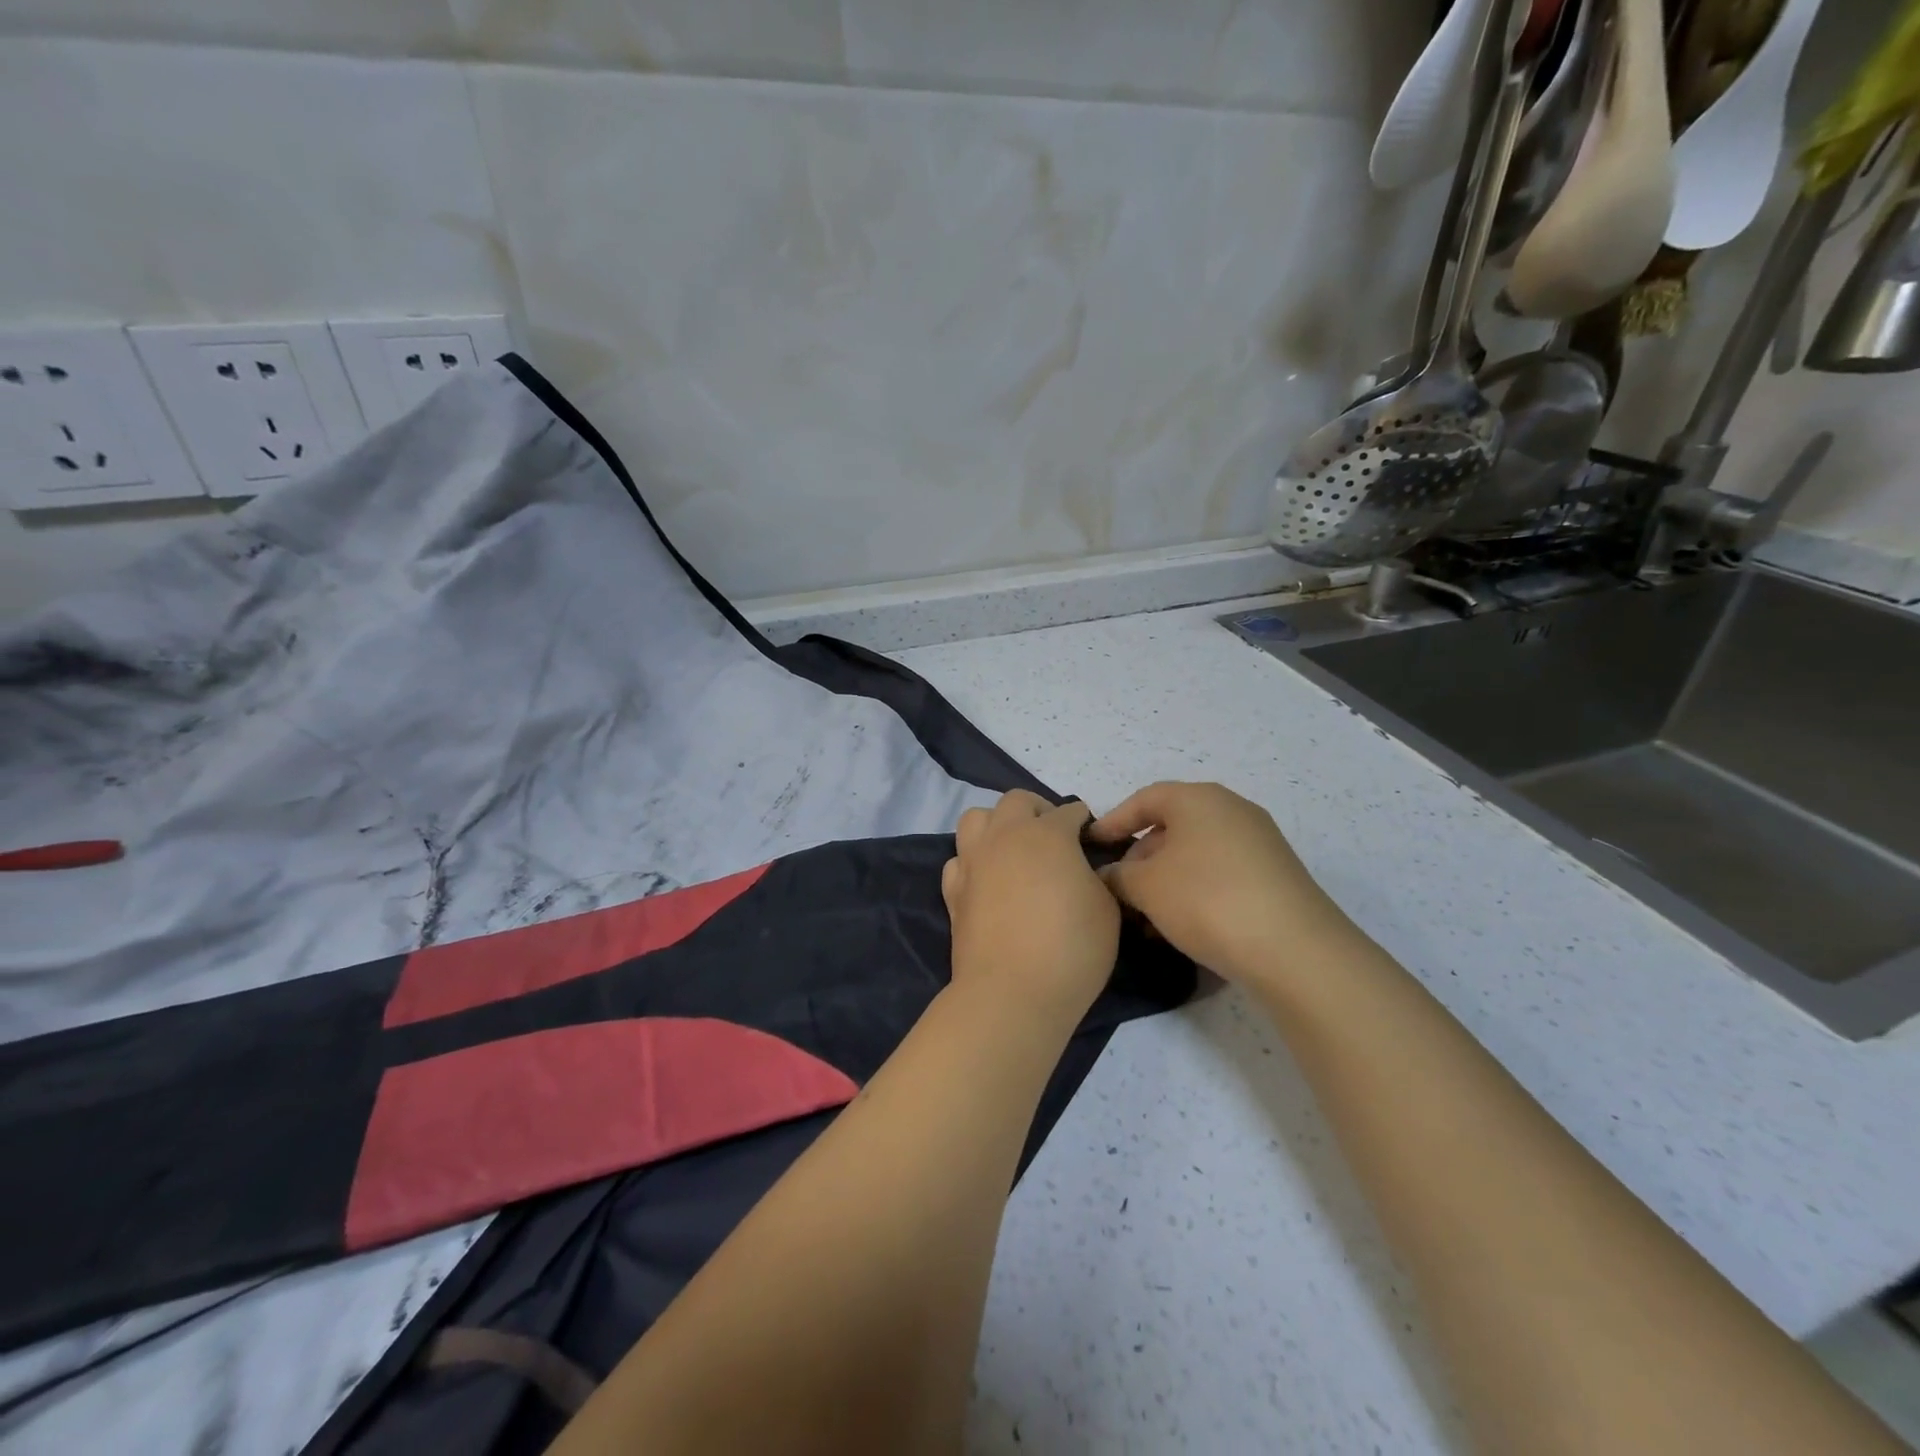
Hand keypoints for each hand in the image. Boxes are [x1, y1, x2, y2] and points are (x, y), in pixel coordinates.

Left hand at [943, 791, 1120, 1023]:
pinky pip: (959, 859)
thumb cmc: (1071, 948)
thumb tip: (1084, 870)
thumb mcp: (1107, 909)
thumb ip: (1097, 878)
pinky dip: (972, 861)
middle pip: (1017, 801)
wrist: (1012, 992)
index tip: (1091, 839)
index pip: (1069, 812)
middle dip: (1038, 810)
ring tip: (1013, 849)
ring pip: (977, 818)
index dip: (1083, 822)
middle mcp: (1006, 836)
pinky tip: (987, 880)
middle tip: (1053, 836)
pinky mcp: (953, 890)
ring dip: (997, 824)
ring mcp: (974, 861)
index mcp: (1048, 833)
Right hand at [1088, 782, 1354, 990]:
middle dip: (1140, 857)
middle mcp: (1232, 810)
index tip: (1091, 846)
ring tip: (1146, 916)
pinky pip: (1220, 872)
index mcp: (1199, 799)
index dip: (1113, 821)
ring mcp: (1258, 842)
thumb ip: (1118, 875)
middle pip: (1171, 826)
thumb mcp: (1146, 887)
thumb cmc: (1207, 900)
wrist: (1295, 950)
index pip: (1144, 799)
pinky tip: (1182, 925)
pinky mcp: (1275, 875)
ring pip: (1196, 853)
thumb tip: (1110, 875)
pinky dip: (1194, 890)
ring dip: (1165, 879)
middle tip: (1118, 890)